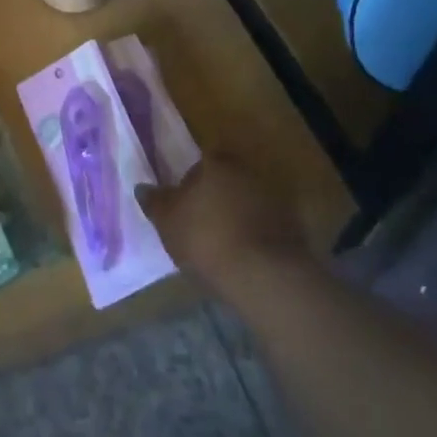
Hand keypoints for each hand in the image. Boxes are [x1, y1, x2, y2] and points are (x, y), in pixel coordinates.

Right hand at [140, 156, 310, 290]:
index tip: (185, 204)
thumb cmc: (205, 238)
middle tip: (204, 221)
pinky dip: (258, 232)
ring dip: (239, 213)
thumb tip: (142, 187)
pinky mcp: (293, 224)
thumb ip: (154, 201)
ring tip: (225, 241)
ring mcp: (273, 197)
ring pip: (248, 200)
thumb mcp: (166, 222)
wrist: (262, 274)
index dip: (191, 183)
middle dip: (217, 195)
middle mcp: (246, 171)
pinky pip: (267, 223)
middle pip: (227, 179)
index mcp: (214, 164)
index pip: (200, 163)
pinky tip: (247, 254)